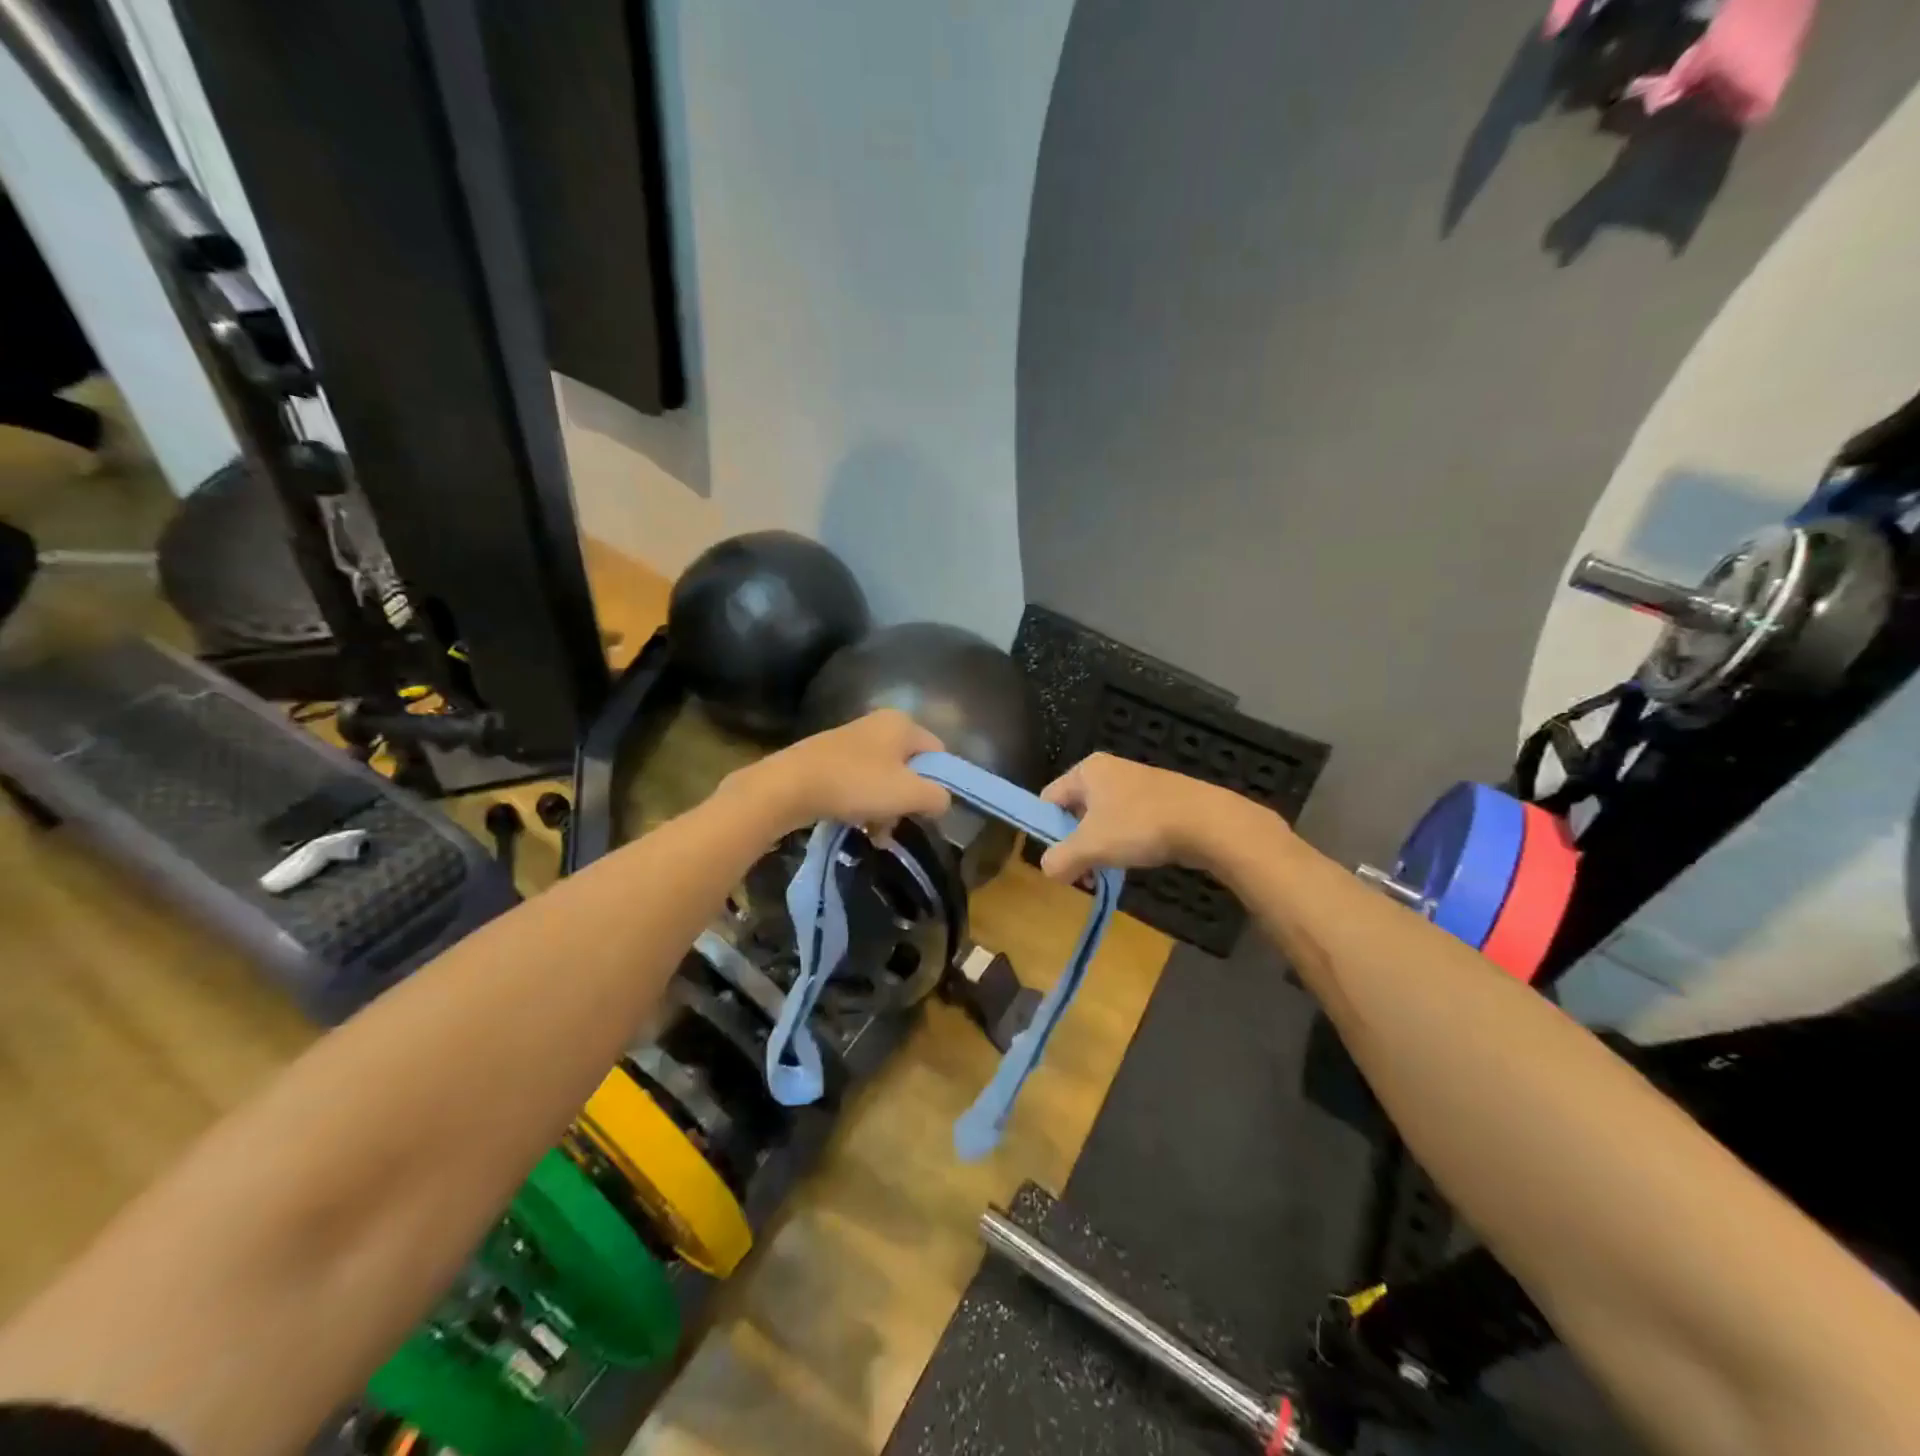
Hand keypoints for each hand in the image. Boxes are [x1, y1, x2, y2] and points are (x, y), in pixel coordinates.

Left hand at [730, 709, 951, 833]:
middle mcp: (879, 724)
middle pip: (910, 766)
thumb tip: (941, 801)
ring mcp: (852, 739)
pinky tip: (857, 823)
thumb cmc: (856, 784)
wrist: (789, 786)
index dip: (940, 783)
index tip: (928, 810)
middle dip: (909, 798)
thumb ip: (938, 797)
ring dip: (885, 806)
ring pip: (884, 777)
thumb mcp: (909, 794)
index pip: (938, 753)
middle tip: (899, 822)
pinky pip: (860, 781)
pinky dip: (863, 802)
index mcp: (902, 723)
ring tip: (876, 831)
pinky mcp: (830, 757)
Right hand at [1038, 752, 1268, 881]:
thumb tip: (1048, 870)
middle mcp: (1109, 771)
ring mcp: (1137, 784)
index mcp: (1087, 771)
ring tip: (1105, 873)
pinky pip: (1128, 823)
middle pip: (1075, 811)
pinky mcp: (1159, 800)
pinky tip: (1132, 862)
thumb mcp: (1091, 846)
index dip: (1046, 830)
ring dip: (1099, 848)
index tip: (1055, 859)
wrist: (1206, 822)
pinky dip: (1124, 843)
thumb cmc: (1139, 825)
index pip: (1049, 799)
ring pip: (1103, 820)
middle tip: (1080, 872)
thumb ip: (1061, 859)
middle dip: (1075, 844)